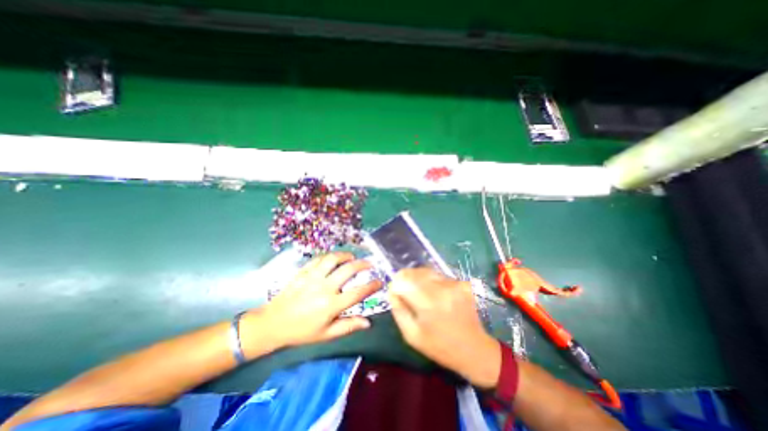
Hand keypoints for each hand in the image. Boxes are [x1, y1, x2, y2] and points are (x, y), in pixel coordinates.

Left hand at [240, 251, 381, 354]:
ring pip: (333, 259)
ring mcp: (313, 277)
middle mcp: (324, 288)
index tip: (380, 282)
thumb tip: (368, 322)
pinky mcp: (303, 271)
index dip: (372, 286)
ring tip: (351, 257)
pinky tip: (333, 259)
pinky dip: (329, 256)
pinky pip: (319, 259)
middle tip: (369, 263)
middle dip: (362, 264)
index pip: (358, 293)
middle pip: (348, 270)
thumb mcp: (326, 334)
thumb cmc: (302, 331)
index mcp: (331, 305)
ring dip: (345, 255)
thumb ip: (348, 326)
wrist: (273, 323)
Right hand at [388, 268, 500, 389]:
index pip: (403, 278)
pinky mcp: (461, 282)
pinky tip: (436, 296)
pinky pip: (438, 276)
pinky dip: (431, 282)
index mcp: (428, 302)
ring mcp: (454, 283)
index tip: (395, 292)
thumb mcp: (412, 335)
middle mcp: (442, 287)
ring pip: (426, 271)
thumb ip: (398, 310)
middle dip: (405, 279)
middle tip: (406, 293)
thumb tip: (392, 290)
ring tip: (421, 295)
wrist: (474, 349)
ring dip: (418, 279)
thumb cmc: (440, 346)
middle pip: (414, 271)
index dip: (396, 283)